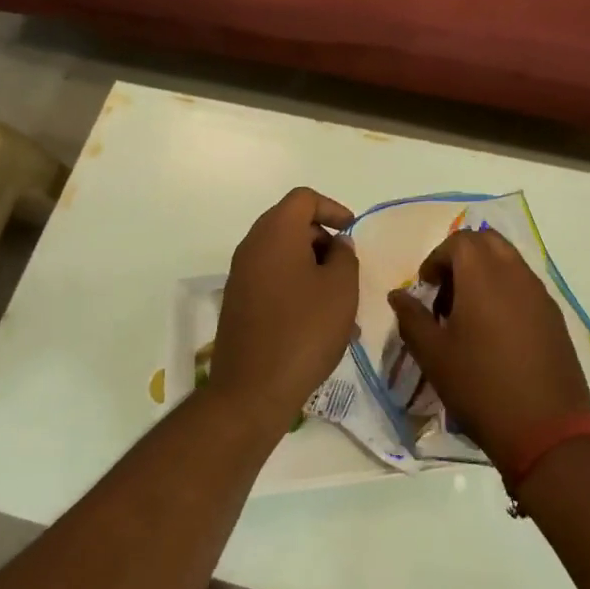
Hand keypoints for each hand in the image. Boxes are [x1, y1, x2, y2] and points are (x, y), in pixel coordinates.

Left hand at [206, 188, 359, 431]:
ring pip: (282, 255)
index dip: (332, 208)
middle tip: (347, 267)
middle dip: (322, 239)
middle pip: (290, 224)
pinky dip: (295, 286)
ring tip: (338, 300)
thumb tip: (337, 245)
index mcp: (276, 232)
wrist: (252, 389)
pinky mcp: (237, 302)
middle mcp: (252, 246)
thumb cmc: (304, 330)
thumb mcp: (341, 289)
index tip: (352, 231)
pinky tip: (317, 319)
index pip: (303, 199)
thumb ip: (345, 256)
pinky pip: (271, 279)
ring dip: (311, 267)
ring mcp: (240, 275)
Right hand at [387, 228, 589, 462]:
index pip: (458, 241)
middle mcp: (515, 273)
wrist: (546, 428)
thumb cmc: (480, 386)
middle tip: (446, 291)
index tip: (426, 288)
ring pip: (509, 260)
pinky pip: (525, 285)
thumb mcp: (433, 355)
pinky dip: (506, 290)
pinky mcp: (554, 315)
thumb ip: (412, 318)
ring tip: (469, 314)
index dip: (436, 258)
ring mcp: (540, 293)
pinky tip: (496, 332)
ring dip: (485, 272)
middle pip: (487, 241)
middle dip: (462, 256)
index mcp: (483, 275)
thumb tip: (398, 295)